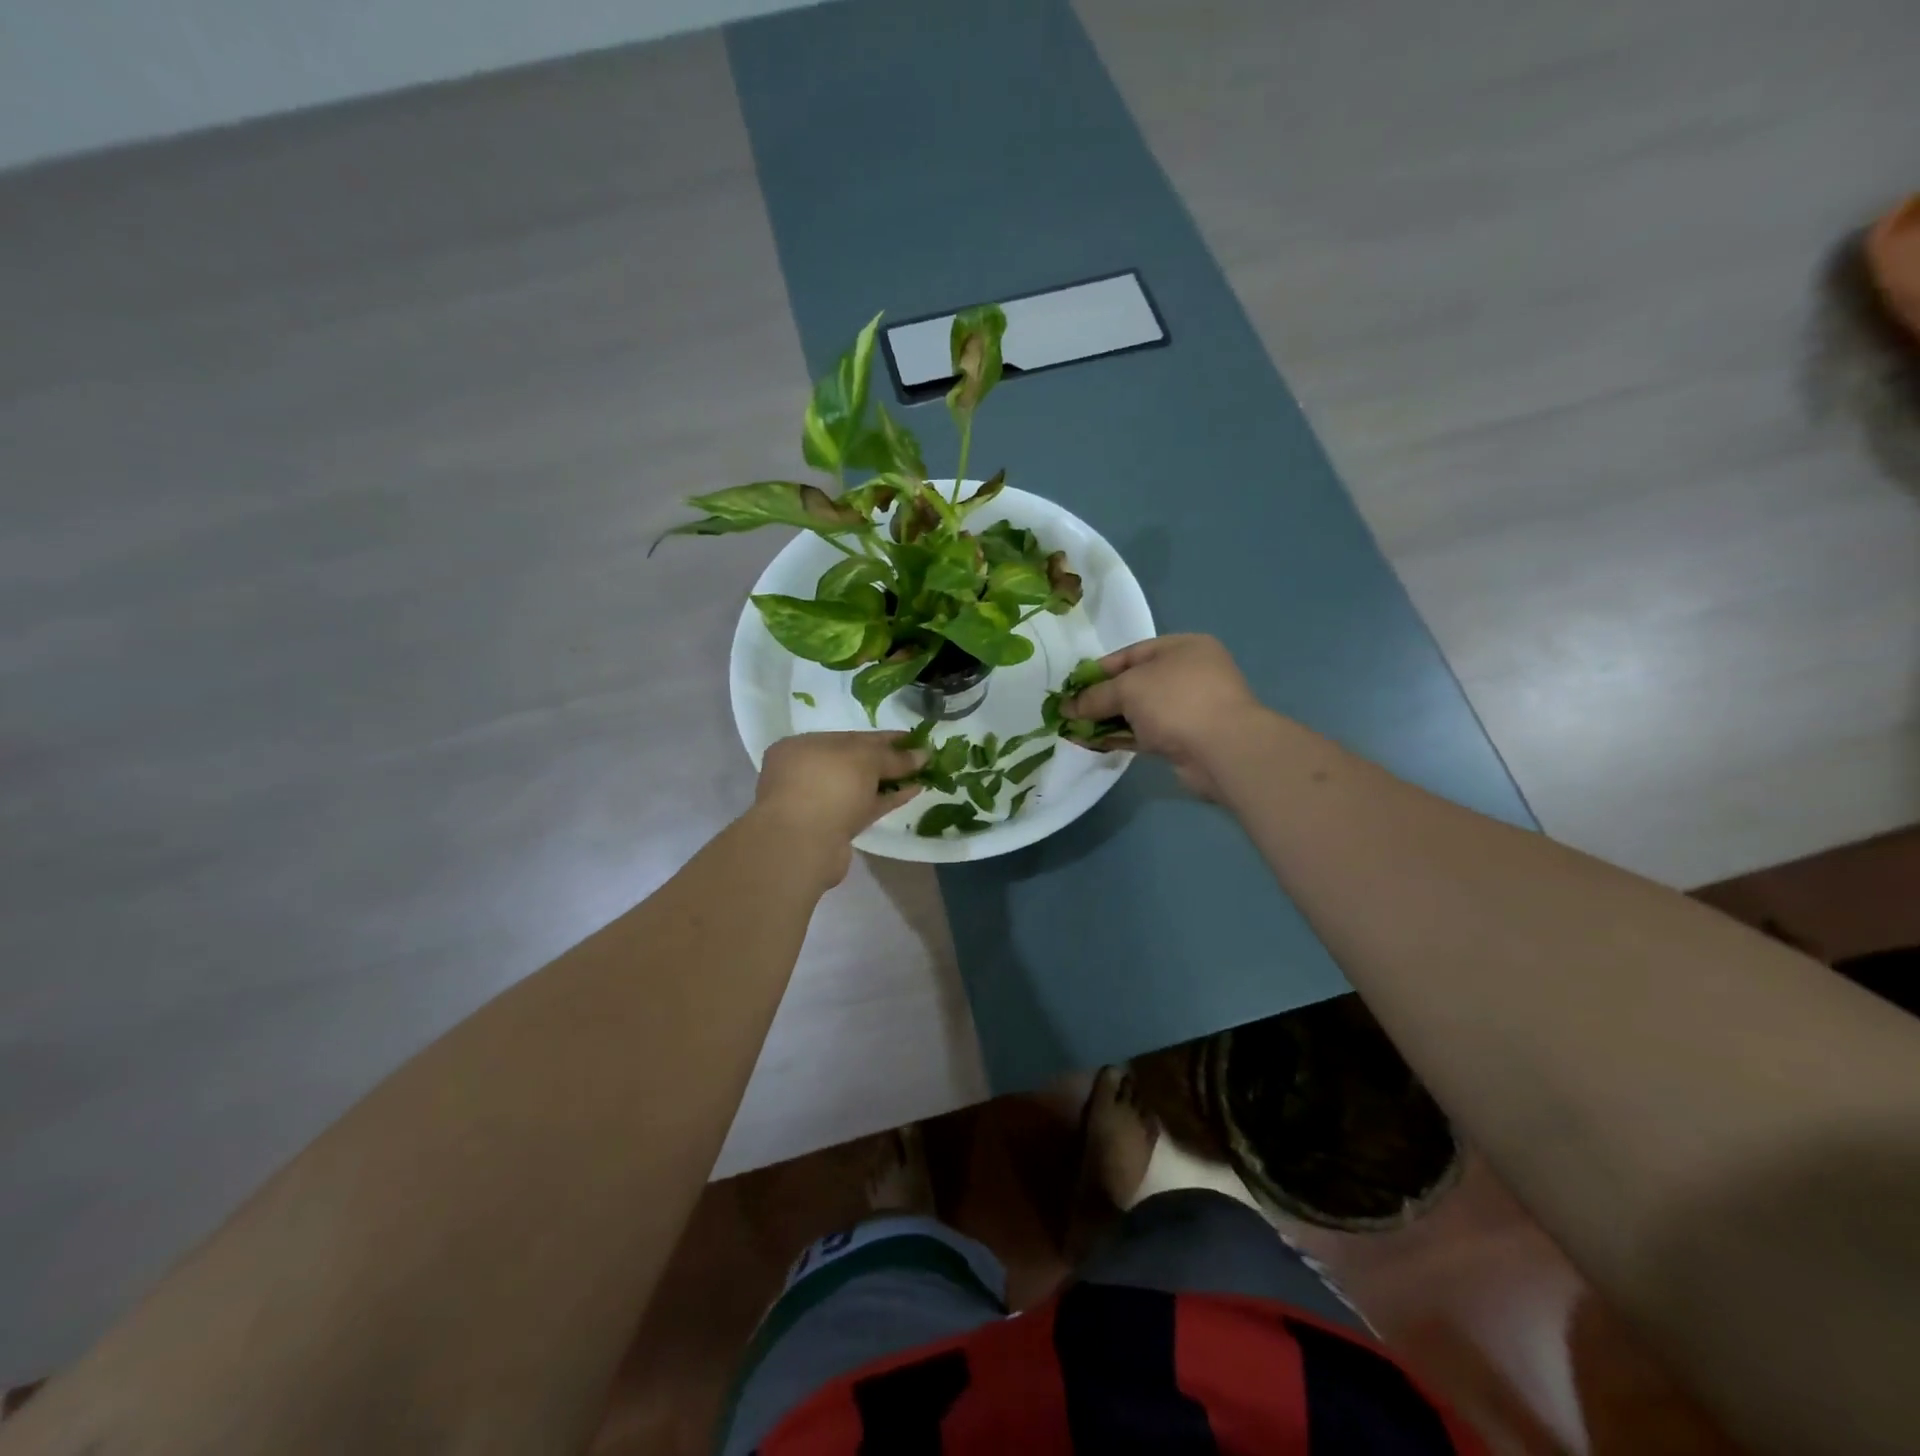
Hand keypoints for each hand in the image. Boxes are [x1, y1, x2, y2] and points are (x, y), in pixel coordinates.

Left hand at [750, 731, 928, 883]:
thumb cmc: (828, 784)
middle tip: (920, 758)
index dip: (884, 738)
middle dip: (887, 760)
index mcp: (803, 746)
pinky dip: (886, 799)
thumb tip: (923, 754)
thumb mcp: (865, 758)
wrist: (803, 843)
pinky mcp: (832, 828)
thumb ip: (894, 755)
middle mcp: (805, 772)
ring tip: (922, 775)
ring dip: (890, 781)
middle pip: (854, 762)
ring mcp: (817, 802)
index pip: (850, 737)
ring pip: (860, 787)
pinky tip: (912, 792)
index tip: (913, 738)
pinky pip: (864, 808)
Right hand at [1061, 634, 1265, 798]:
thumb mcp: (1128, 688)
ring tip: (1075, 730)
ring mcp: (1190, 708)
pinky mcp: (1186, 739)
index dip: (1099, 669)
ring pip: (1140, 711)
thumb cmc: (1176, 701)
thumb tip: (1066, 707)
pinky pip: (1146, 734)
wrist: (1223, 750)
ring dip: (1108, 720)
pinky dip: (1122, 737)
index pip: (1132, 653)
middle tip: (1071, 711)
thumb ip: (1095, 696)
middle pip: (1135, 683)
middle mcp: (1189, 674)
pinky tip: (1094, 743)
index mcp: (1183, 648)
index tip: (1073, 686)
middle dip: (1102, 698)